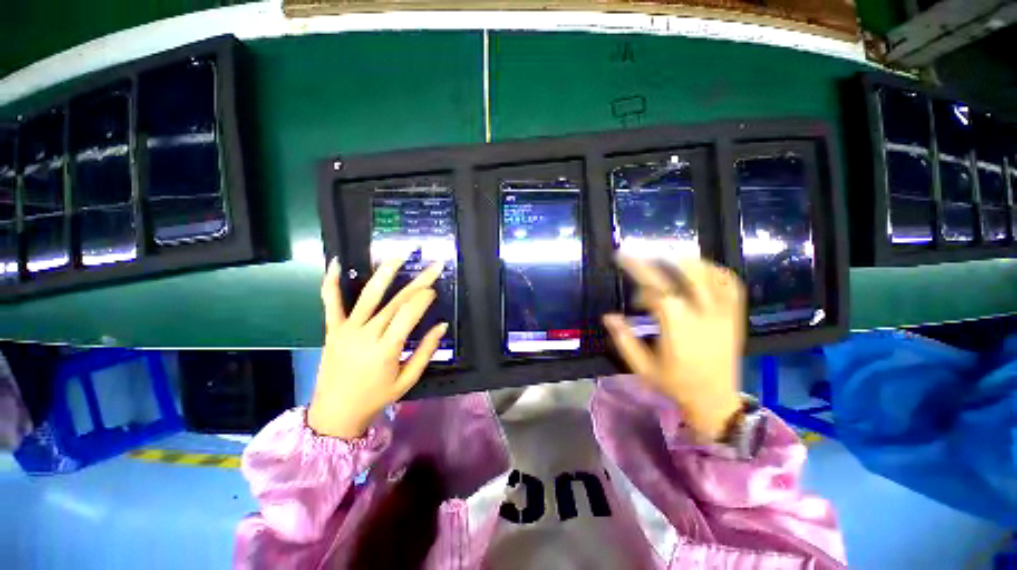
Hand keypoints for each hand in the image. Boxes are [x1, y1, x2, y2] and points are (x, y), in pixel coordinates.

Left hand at [308, 257, 447, 439]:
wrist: (335, 414)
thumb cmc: (376, 398)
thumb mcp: (407, 380)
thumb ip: (425, 352)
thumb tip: (441, 326)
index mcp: (386, 349)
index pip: (408, 314)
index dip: (423, 298)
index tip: (434, 289)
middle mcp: (366, 334)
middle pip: (396, 301)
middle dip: (417, 282)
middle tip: (433, 266)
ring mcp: (346, 330)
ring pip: (368, 296)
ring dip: (384, 274)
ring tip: (397, 256)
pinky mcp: (332, 330)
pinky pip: (331, 303)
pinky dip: (331, 283)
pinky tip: (335, 262)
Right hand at [603, 256, 745, 440]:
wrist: (715, 401)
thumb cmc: (675, 384)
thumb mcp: (642, 366)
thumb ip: (624, 339)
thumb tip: (608, 316)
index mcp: (678, 326)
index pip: (656, 287)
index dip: (637, 270)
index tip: (622, 258)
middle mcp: (703, 314)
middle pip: (683, 273)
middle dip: (658, 257)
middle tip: (641, 252)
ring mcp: (724, 313)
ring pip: (709, 274)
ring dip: (684, 260)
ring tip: (664, 257)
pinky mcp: (735, 316)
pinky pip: (731, 284)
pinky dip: (715, 271)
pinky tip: (700, 269)